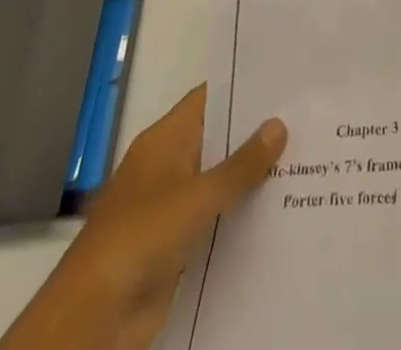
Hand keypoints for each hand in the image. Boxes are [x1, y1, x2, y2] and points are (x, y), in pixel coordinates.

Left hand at [0, 85, 286, 349]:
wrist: (92, 320)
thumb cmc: (140, 238)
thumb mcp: (197, 196)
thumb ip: (241, 165)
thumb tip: (279, 124)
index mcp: (165, 140)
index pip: (210, 98)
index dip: (245, 87)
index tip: (286, 79)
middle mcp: (168, 166)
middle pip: (219, 139)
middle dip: (257, 133)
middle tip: (308, 118)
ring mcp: (171, 207)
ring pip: (220, 181)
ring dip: (253, 177)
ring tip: (306, 160)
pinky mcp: (176, 245)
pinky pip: (217, 219)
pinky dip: (242, 215)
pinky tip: (280, 210)